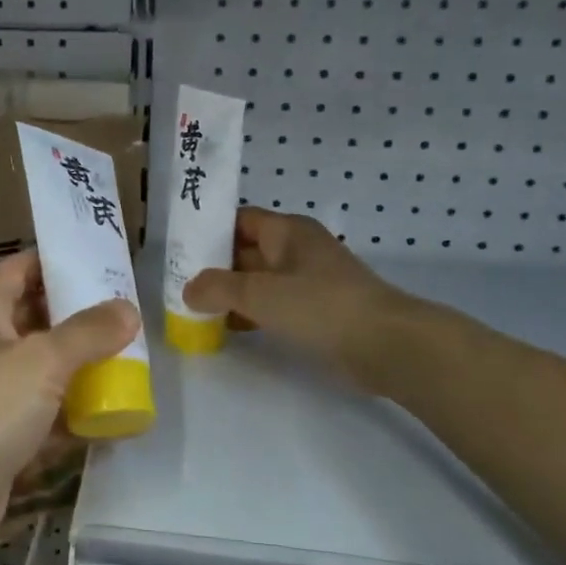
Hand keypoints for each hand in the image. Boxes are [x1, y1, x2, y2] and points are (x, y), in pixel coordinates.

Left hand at [0, 250, 138, 563]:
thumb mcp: (42, 361)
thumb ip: (88, 332)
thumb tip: (128, 308)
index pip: (23, 267)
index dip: (60, 260)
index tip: (107, 261)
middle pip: (39, 317)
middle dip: (82, 316)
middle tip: (133, 312)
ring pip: (46, 368)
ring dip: (83, 367)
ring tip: (137, 359)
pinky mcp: (2, 433)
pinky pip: (46, 412)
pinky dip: (75, 412)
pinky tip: (116, 413)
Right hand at [183, 208, 420, 390]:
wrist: (387, 344)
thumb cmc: (321, 306)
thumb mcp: (260, 293)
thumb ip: (218, 288)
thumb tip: (188, 290)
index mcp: (287, 231)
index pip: (238, 220)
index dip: (208, 231)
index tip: (179, 251)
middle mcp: (297, 249)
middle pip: (245, 250)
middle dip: (214, 267)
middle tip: (178, 285)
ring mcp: (309, 280)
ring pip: (258, 280)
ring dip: (231, 294)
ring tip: (195, 311)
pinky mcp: (317, 310)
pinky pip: (274, 304)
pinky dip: (251, 313)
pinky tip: (229, 329)